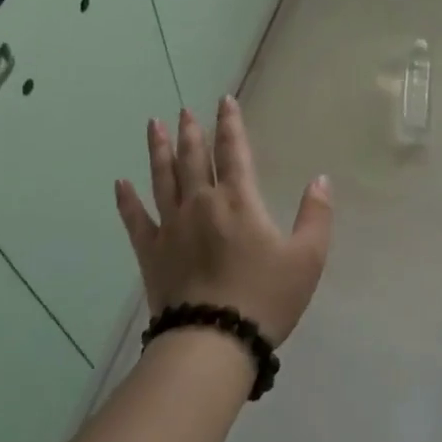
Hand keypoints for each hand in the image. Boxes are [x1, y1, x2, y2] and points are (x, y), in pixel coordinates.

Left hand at [114, 97, 332, 345]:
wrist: (214, 340)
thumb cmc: (265, 298)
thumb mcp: (307, 258)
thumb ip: (316, 216)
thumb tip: (320, 180)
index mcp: (238, 200)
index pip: (234, 151)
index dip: (230, 124)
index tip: (224, 101)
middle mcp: (201, 203)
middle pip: (193, 158)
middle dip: (191, 132)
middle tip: (185, 110)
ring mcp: (171, 225)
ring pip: (163, 178)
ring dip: (159, 150)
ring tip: (154, 126)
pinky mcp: (151, 251)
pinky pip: (135, 218)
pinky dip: (127, 200)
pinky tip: (120, 183)